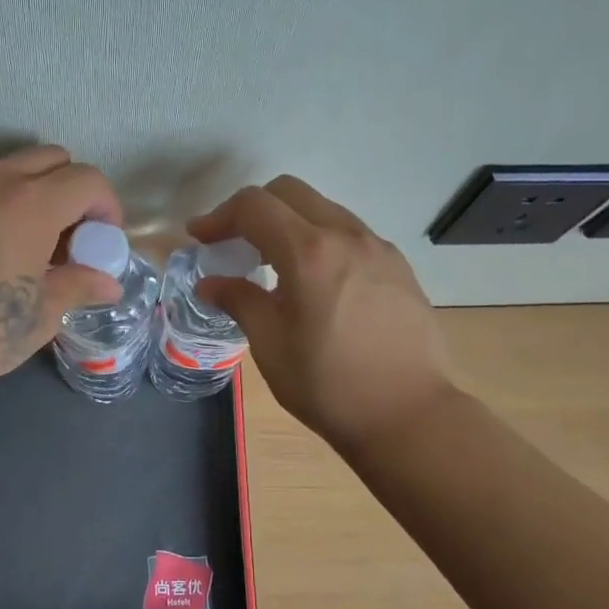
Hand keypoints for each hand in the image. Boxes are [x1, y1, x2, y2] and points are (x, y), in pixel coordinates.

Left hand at [0, 146, 123, 401]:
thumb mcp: (39, 316)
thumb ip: (78, 287)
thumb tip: (108, 283)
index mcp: (32, 202)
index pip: (88, 180)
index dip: (107, 208)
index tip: (103, 243)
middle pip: (51, 160)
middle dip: (72, 193)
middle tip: (69, 241)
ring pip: (8, 170)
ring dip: (31, 196)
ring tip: (26, 248)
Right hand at [189, 176, 457, 453]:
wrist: (409, 416)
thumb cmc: (328, 385)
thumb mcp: (271, 345)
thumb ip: (239, 301)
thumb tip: (210, 283)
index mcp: (309, 252)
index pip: (254, 206)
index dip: (219, 216)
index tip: (199, 238)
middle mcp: (347, 236)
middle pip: (291, 192)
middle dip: (253, 209)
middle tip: (233, 244)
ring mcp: (379, 248)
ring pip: (324, 210)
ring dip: (289, 223)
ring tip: (272, 264)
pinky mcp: (399, 268)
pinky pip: (350, 235)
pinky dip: (320, 241)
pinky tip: (315, 282)